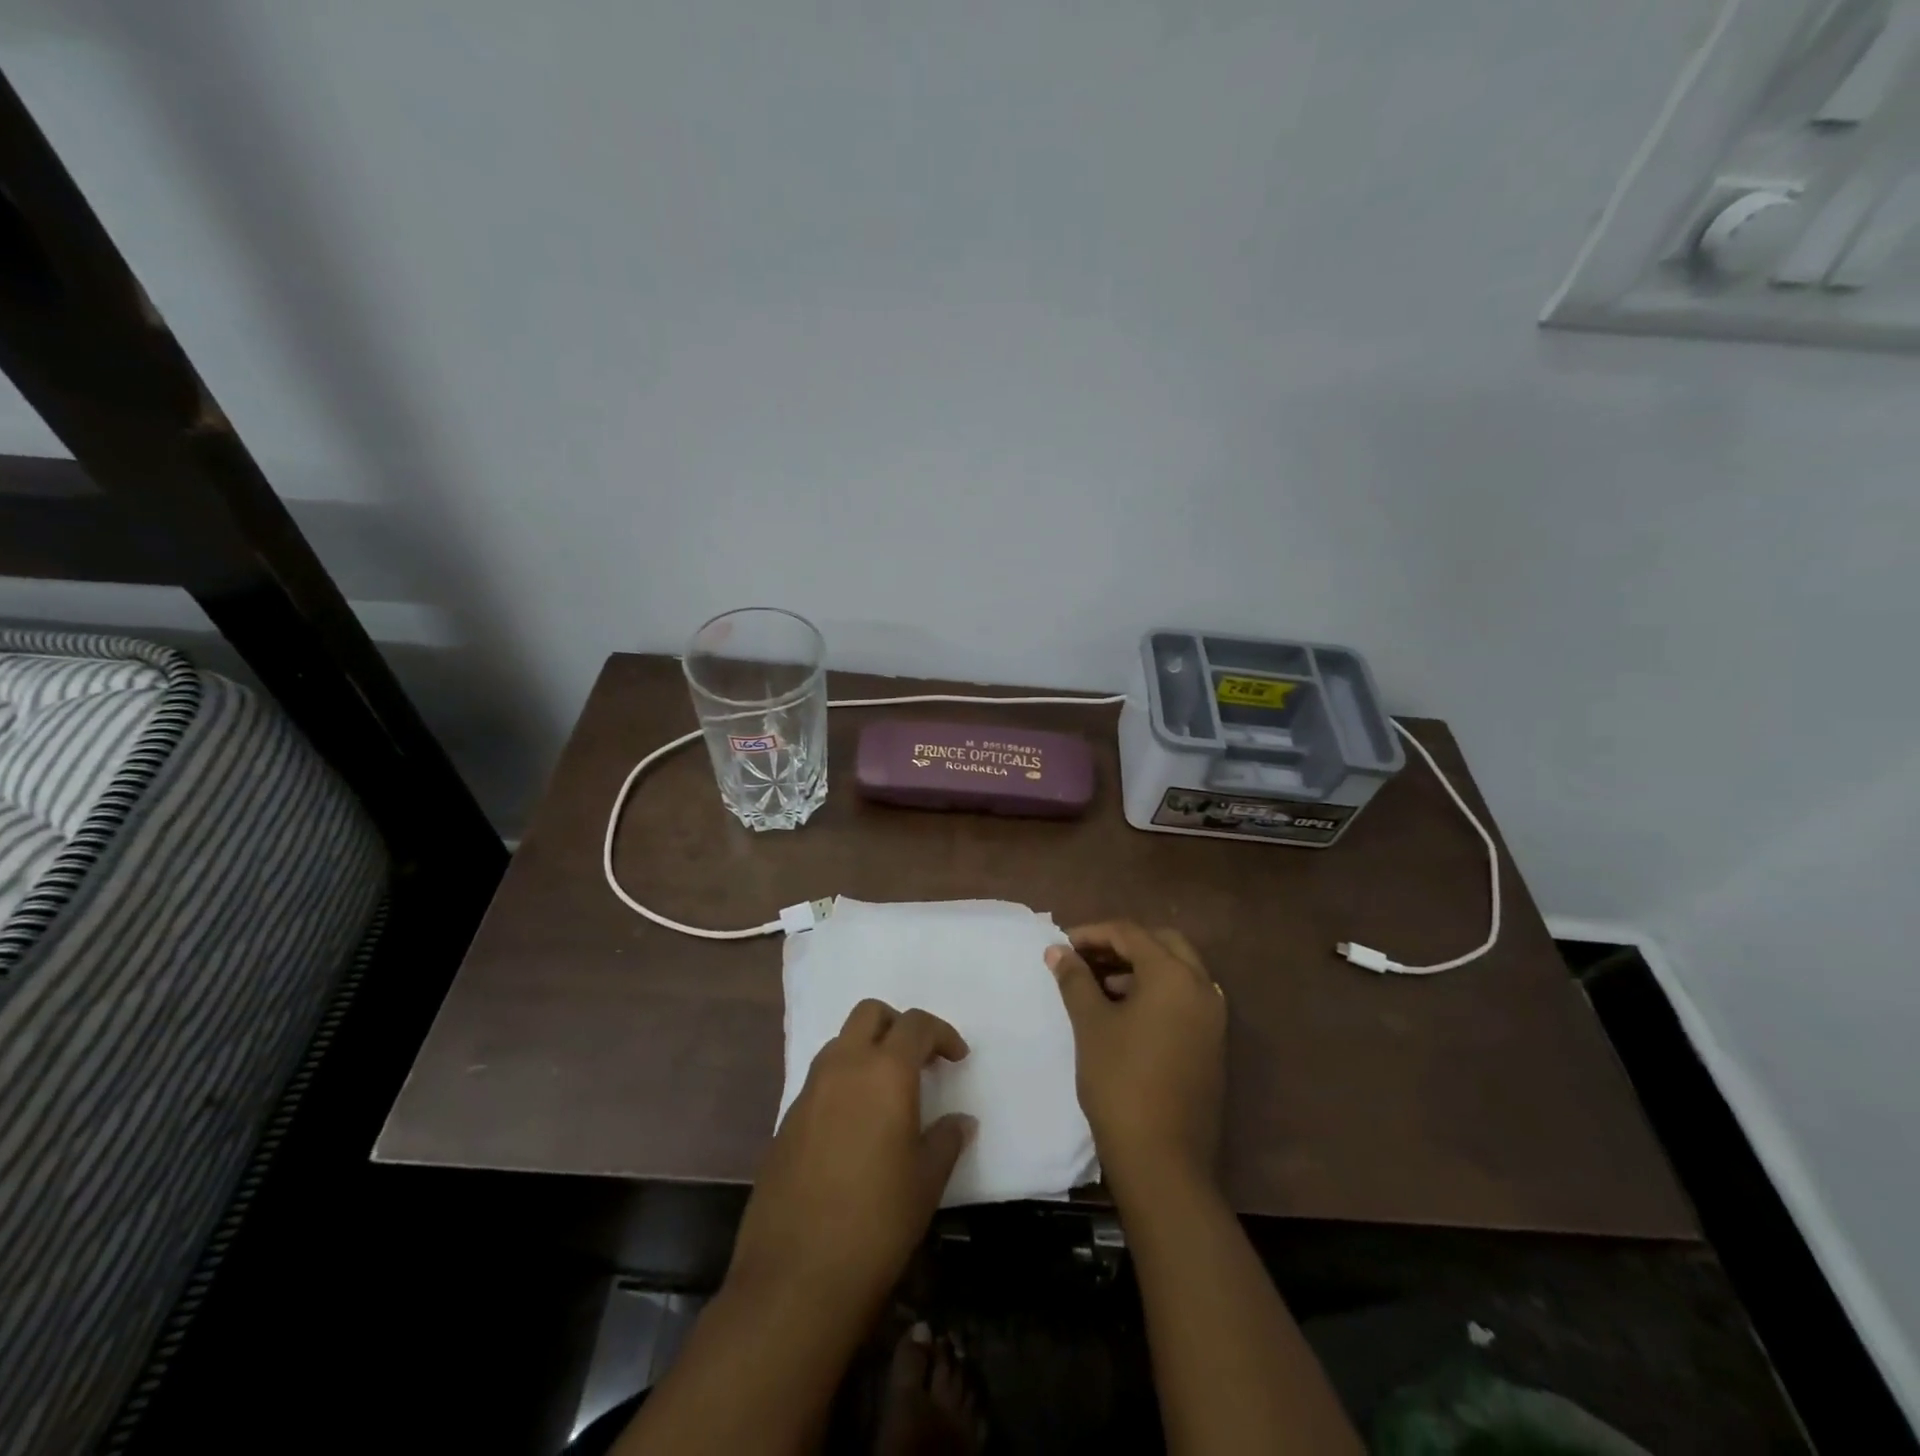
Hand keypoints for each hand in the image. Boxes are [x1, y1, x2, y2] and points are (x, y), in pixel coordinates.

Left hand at [726, 999, 974, 1331]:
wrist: (796, 1276)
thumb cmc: (877, 1222)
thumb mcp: (926, 1181)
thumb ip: (946, 1139)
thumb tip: (960, 1121)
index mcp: (884, 1071)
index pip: (916, 1025)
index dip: (942, 1034)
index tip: (957, 1058)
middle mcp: (844, 1066)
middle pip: (870, 1014)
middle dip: (898, 1025)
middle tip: (920, 1059)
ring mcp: (809, 1090)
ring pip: (841, 1042)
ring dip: (867, 1049)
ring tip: (888, 1091)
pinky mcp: (786, 1119)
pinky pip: (821, 1078)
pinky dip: (844, 1081)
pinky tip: (856, 1125)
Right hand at [1046, 922, 1225, 1199]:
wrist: (1163, 1159)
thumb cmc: (1121, 1081)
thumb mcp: (1091, 1024)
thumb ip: (1075, 979)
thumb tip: (1058, 950)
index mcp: (1173, 975)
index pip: (1130, 934)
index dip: (1092, 933)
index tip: (1062, 945)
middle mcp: (1201, 987)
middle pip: (1161, 943)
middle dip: (1121, 944)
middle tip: (1086, 958)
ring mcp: (1212, 1017)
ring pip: (1176, 971)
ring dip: (1139, 967)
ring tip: (1099, 984)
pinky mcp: (1212, 1043)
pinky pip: (1184, 998)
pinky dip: (1156, 991)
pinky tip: (1124, 1011)